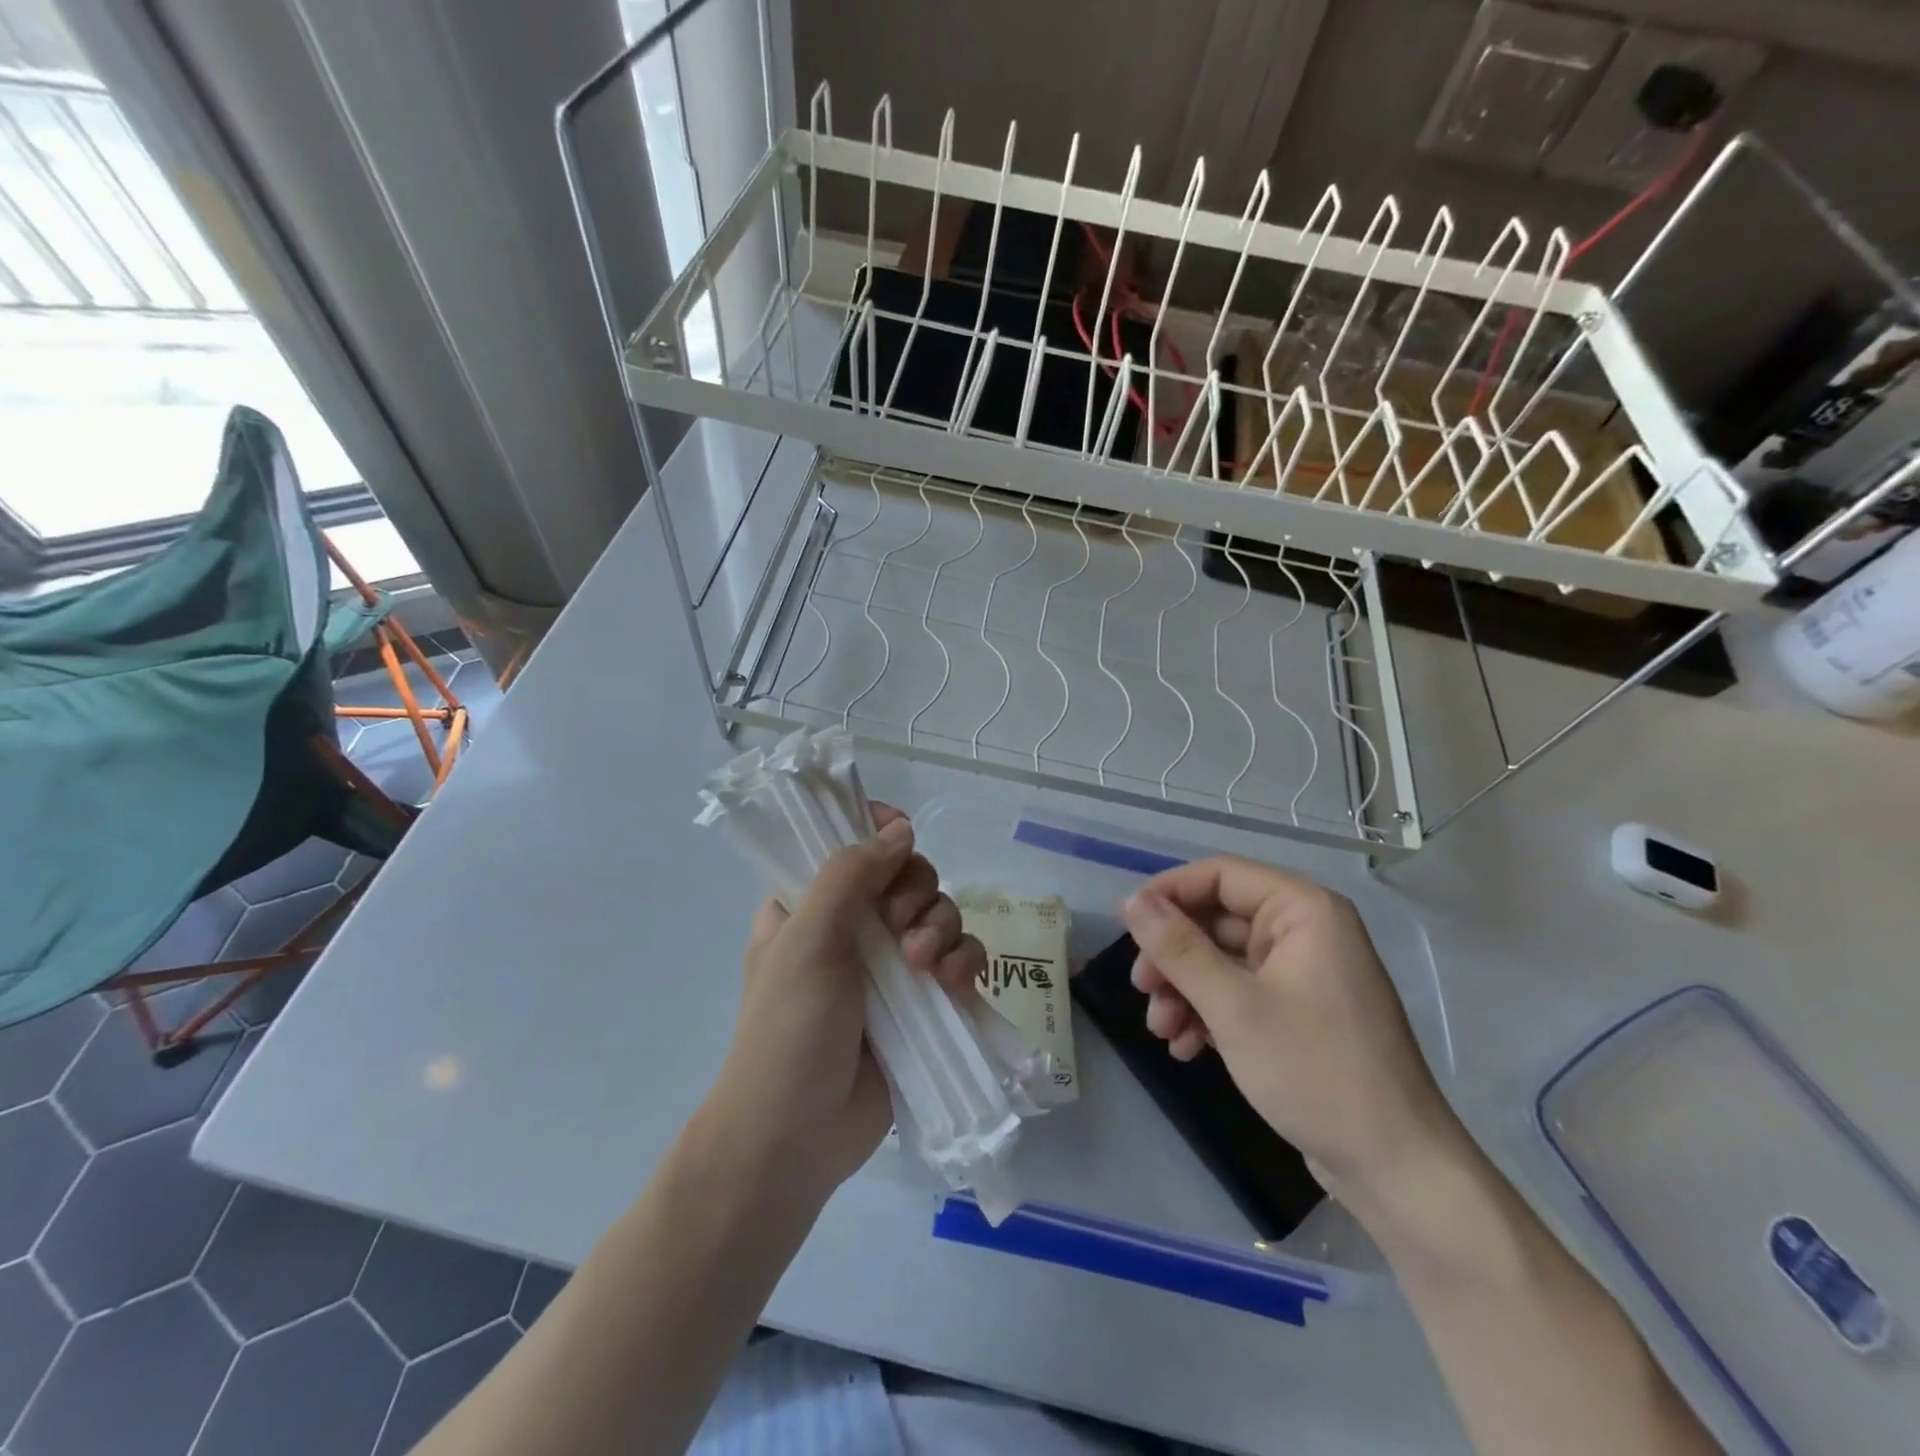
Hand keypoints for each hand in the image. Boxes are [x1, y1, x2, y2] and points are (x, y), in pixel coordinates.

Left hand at [708, 805, 983, 1203]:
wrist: (795, 1139)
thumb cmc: (787, 1031)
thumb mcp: (807, 941)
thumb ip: (850, 875)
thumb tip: (901, 829)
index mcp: (810, 904)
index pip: (850, 844)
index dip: (880, 834)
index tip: (901, 842)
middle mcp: (851, 926)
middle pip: (907, 876)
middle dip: (917, 894)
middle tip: (900, 927)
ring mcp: (888, 965)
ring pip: (938, 915)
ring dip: (942, 930)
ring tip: (925, 969)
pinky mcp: (920, 1002)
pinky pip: (958, 961)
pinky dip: (964, 964)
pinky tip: (955, 986)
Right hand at [1119, 856, 1465, 1205]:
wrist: (1395, 1169)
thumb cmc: (1315, 1071)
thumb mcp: (1234, 1007)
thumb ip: (1178, 948)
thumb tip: (1131, 900)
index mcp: (1303, 910)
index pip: (1219, 875)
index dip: (1168, 894)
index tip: (1126, 925)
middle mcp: (1304, 931)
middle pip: (1215, 920)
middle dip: (1173, 956)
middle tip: (1142, 989)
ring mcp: (1301, 973)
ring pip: (1221, 960)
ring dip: (1184, 990)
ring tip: (1162, 1031)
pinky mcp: (1298, 1012)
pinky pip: (1239, 993)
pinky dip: (1208, 1013)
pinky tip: (1186, 1048)